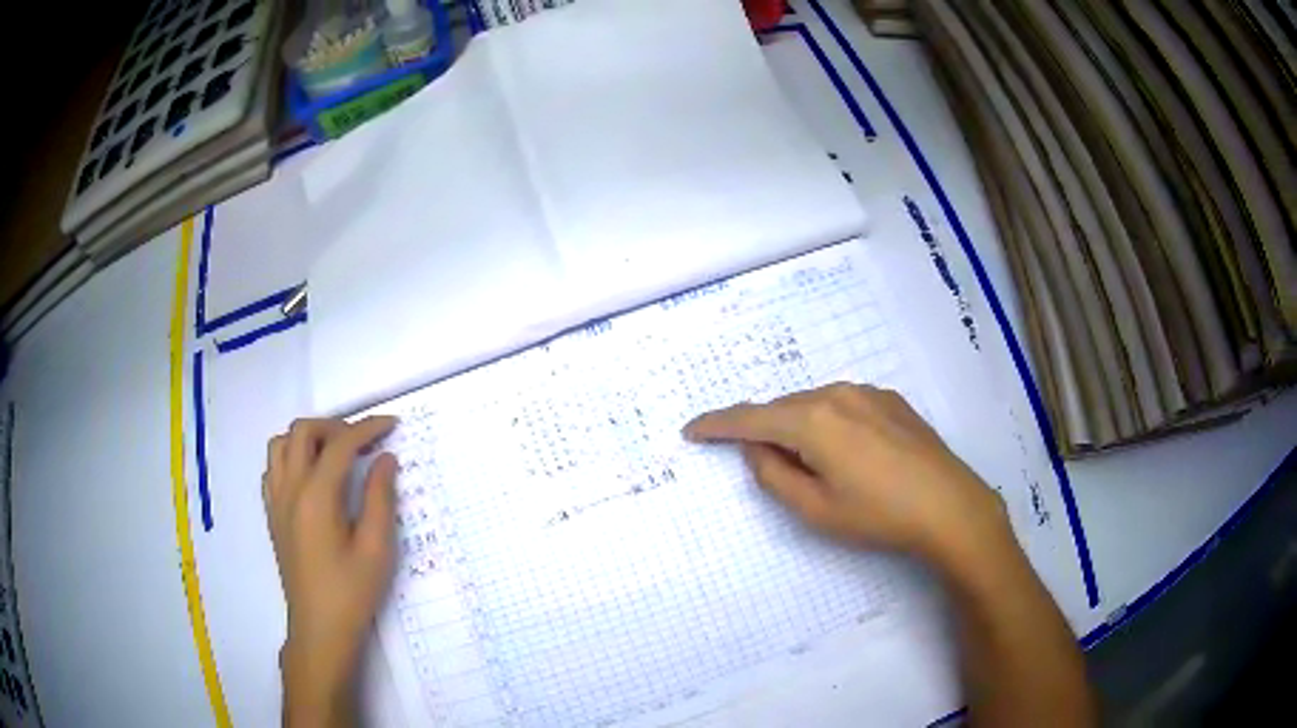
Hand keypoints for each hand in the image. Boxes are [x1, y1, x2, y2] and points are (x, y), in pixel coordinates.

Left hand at [263, 416, 398, 722]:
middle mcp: (290, 489)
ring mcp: (276, 501)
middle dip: (335, 426)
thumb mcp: (376, 548)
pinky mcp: (272, 515)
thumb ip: (381, 498)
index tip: (392, 424)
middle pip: (303, 431)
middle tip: (363, 442)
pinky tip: (311, 478)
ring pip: (280, 444)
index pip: (340, 444)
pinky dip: (291, 458)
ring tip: (335, 455)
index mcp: (316, 496)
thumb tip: (386, 458)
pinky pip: (273, 468)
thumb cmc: (352, 592)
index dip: (367, 428)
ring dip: (308, 438)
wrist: (320, 628)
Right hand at [683, 383, 1008, 568]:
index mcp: (813, 420)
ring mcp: (868, 393)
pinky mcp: (891, 400)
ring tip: (812, 463)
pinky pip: (844, 405)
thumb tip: (756, 449)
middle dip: (764, 431)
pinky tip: (849, 452)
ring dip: (799, 427)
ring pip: (814, 404)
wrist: (949, 506)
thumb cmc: (878, 515)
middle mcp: (837, 394)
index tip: (692, 430)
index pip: (750, 418)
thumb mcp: (815, 509)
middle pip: (783, 408)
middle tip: (762, 463)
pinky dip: (829, 422)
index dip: (717, 425)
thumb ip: (774, 475)